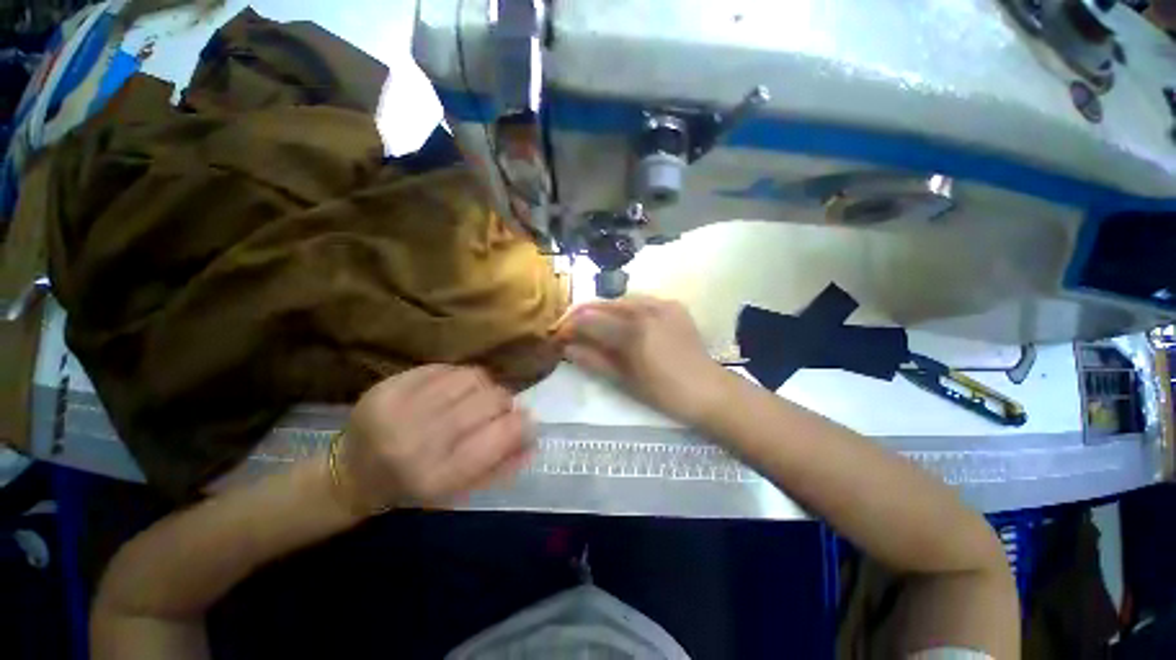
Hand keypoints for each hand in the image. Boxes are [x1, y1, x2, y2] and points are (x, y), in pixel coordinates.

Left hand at [337, 365, 533, 510]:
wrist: (350, 475)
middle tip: (498, 411)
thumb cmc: (412, 489)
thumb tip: (534, 439)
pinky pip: (445, 368)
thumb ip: (501, 467)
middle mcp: (421, 440)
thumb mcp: (459, 492)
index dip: (523, 425)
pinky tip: (450, 391)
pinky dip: (458, 378)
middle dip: (505, 404)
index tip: (526, 423)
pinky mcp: (389, 385)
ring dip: (484, 387)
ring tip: (474, 399)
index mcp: (439, 475)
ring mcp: (401, 407)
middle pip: (491, 400)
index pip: (502, 434)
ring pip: (472, 377)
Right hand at [556, 296, 735, 425]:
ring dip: (603, 309)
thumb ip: (593, 361)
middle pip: (603, 304)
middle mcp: (646, 309)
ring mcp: (662, 304)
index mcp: (633, 331)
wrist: (709, 390)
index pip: (590, 320)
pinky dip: (625, 308)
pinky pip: (641, 301)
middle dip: (583, 314)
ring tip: (595, 325)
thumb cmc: (664, 393)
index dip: (570, 326)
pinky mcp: (673, 305)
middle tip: (572, 329)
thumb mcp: (624, 381)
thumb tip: (567, 348)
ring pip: (621, 299)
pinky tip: (624, 321)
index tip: (559, 335)